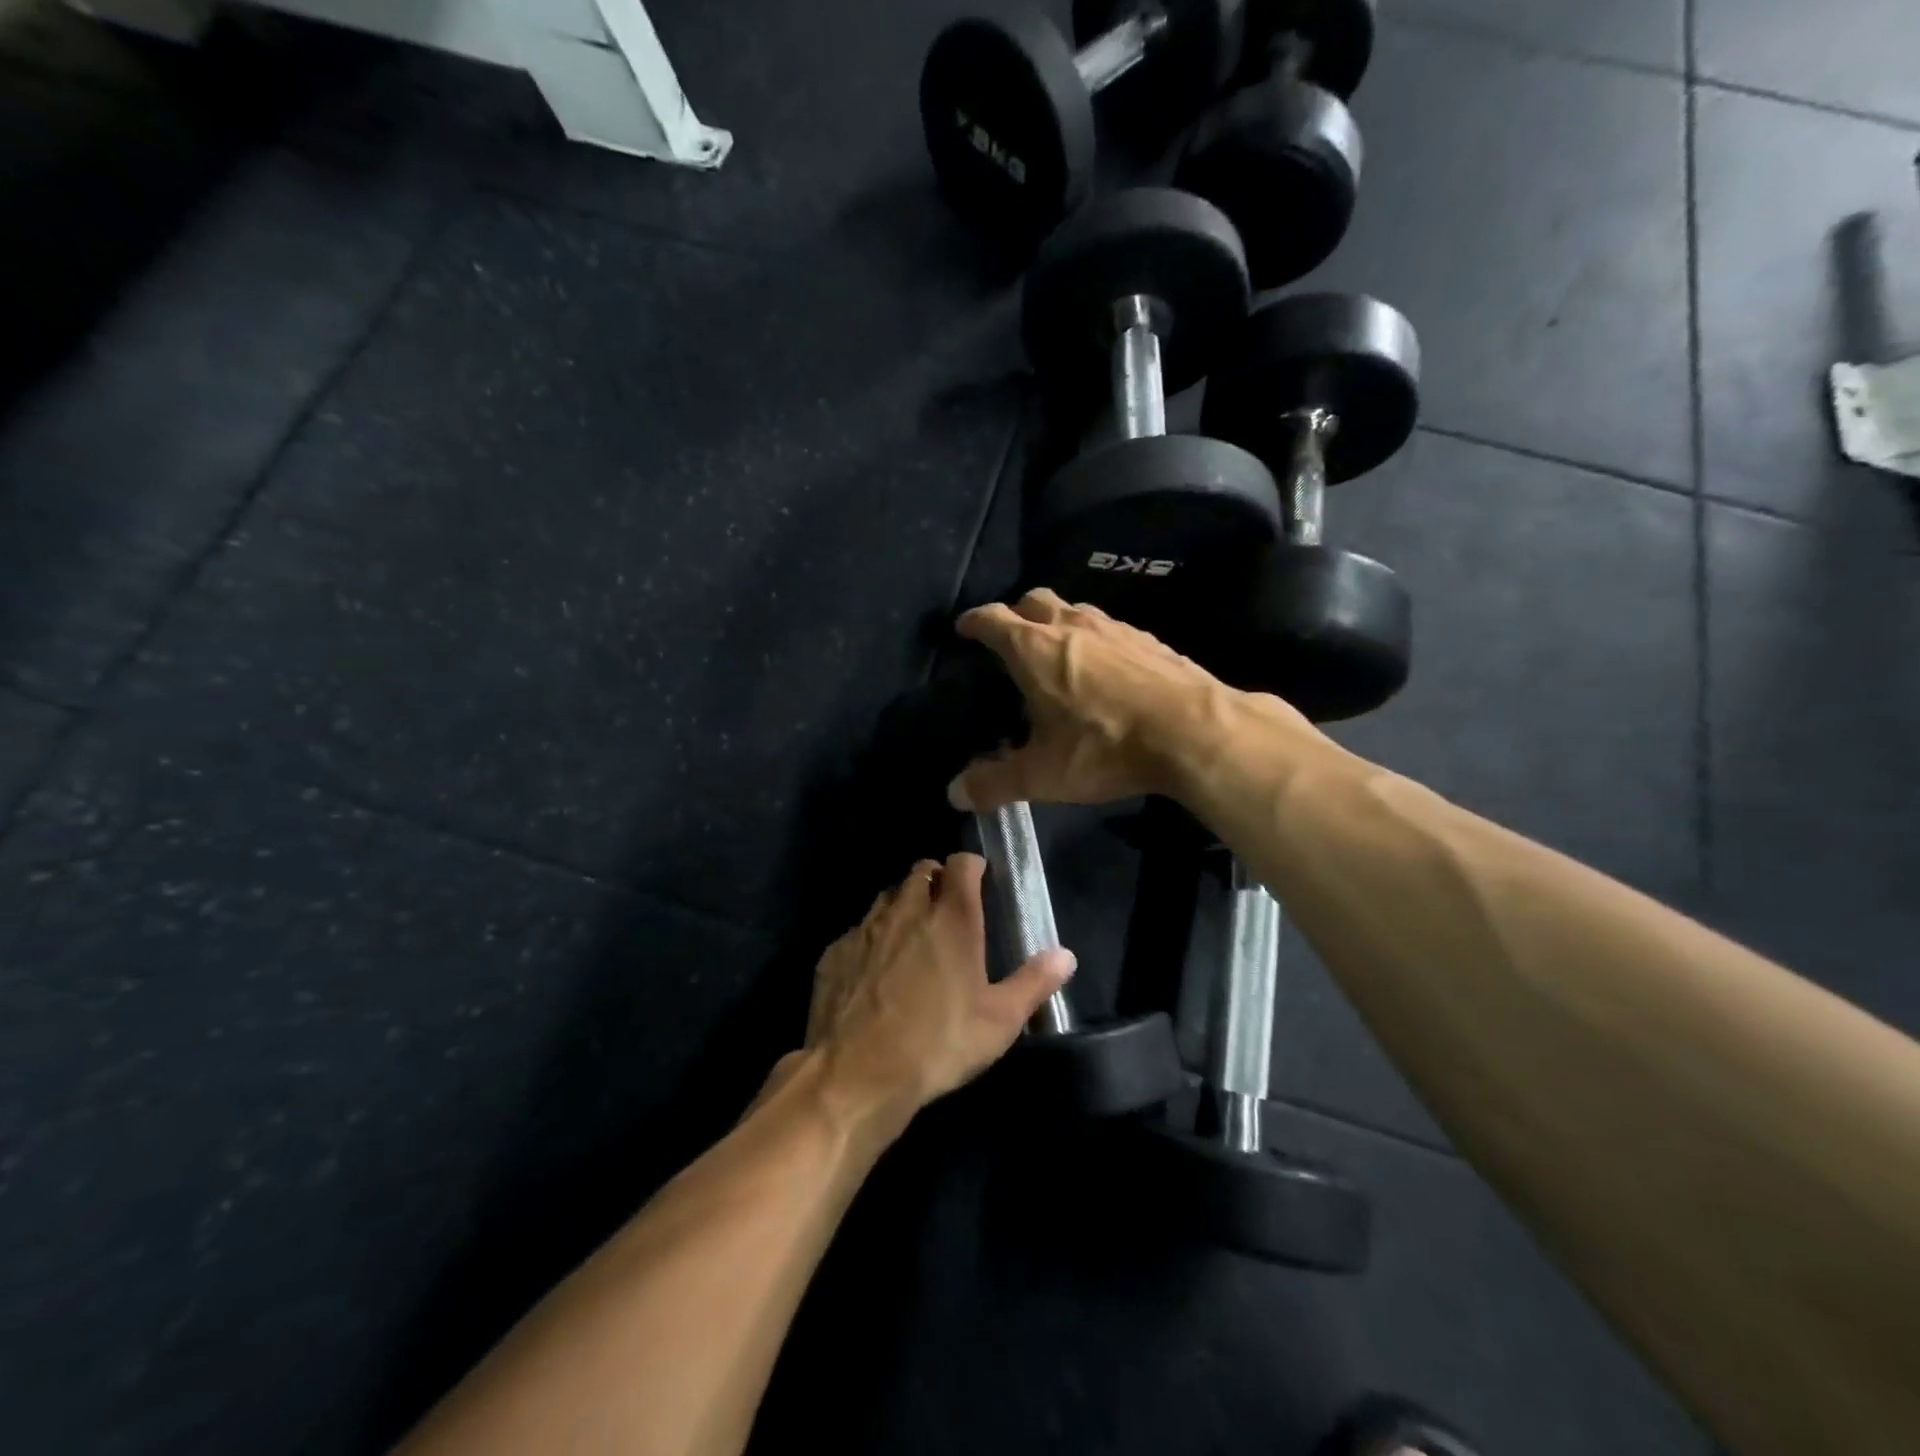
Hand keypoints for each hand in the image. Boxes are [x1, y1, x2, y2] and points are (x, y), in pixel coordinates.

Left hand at [802, 854, 1075, 1121]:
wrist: (855, 1074)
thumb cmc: (937, 1044)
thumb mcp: (998, 1021)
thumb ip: (1033, 982)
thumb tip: (1066, 956)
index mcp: (952, 918)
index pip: (961, 864)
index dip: (971, 866)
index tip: (979, 880)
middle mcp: (908, 909)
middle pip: (922, 871)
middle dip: (937, 880)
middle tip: (948, 909)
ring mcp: (866, 927)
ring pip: (888, 896)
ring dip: (904, 904)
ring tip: (914, 935)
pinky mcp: (836, 951)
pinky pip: (859, 929)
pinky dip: (873, 937)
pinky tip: (876, 969)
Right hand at [947, 589, 1239, 812]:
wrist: (1194, 731)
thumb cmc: (1105, 747)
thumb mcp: (1043, 775)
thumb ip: (995, 783)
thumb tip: (956, 793)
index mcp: (1035, 649)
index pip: (993, 619)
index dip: (975, 621)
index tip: (964, 627)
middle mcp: (1072, 626)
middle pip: (1035, 600)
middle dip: (1016, 613)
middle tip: (1010, 637)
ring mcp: (1115, 628)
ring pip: (1076, 610)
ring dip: (1058, 623)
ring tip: (1057, 653)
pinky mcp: (1149, 640)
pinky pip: (1111, 629)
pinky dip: (1096, 639)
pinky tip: (1106, 669)